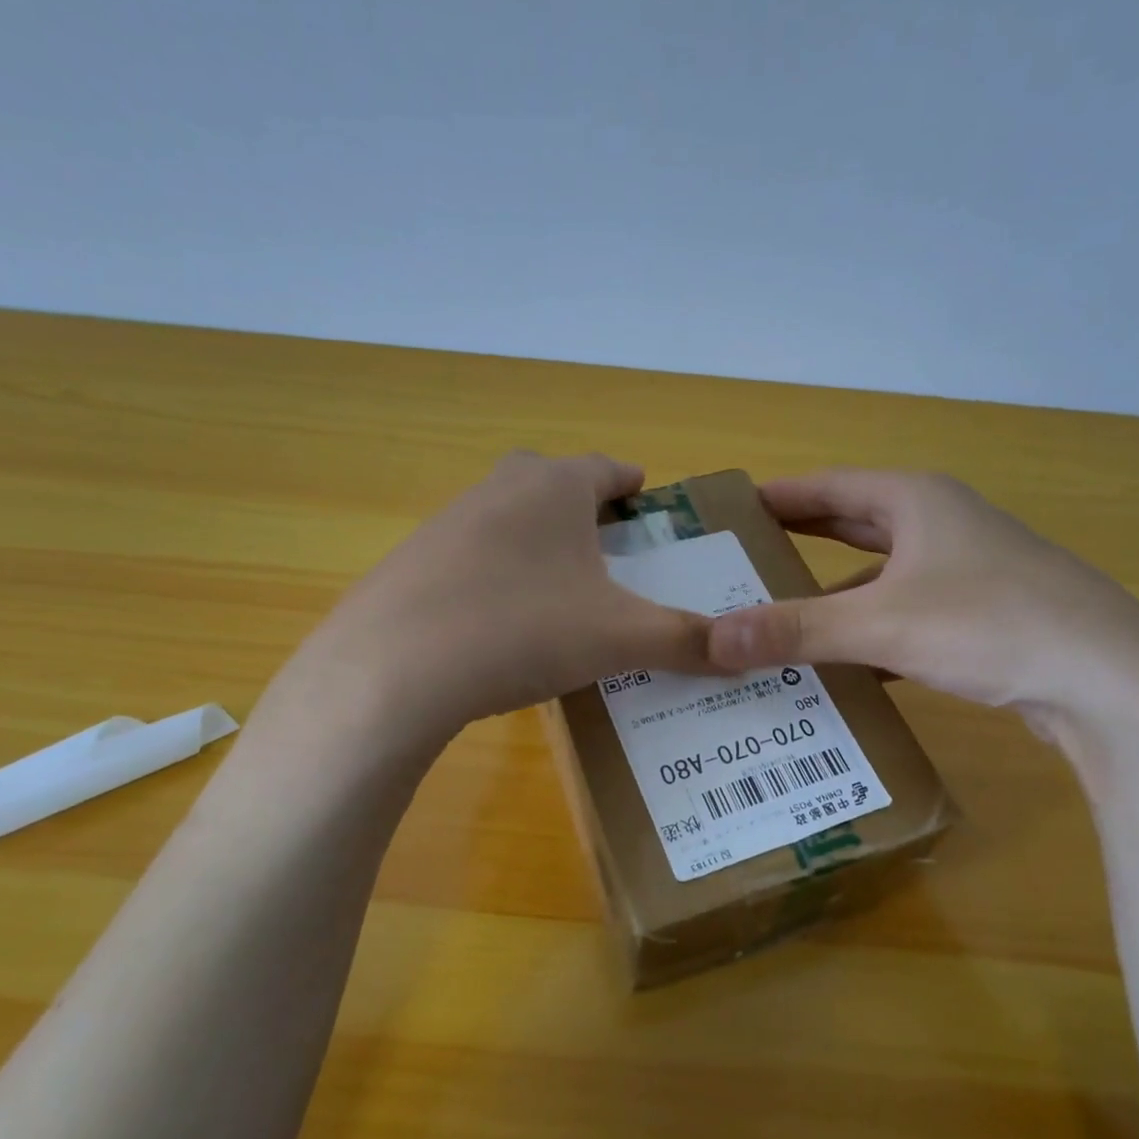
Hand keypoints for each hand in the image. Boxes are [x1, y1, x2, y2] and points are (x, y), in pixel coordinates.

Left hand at [269, 452, 714, 748]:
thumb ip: (686, 641)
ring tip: (564, 593)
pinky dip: (498, 577)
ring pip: (511, 520)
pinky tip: (504, 624)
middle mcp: (500, 488)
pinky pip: (473, 559)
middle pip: (554, 485)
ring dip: (540, 544)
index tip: (650, 505)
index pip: (608, 468)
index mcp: (555, 486)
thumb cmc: (523, 630)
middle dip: (586, 511)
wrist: (394, 670)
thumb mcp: (619, 639)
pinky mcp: (412, 563)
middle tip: (612, 553)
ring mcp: (448, 523)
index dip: (634, 486)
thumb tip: (744, 658)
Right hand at [705, 469, 1138, 735]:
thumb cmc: (990, 625)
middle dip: (798, 543)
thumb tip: (710, 639)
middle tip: (740, 563)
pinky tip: (843, 665)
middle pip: (851, 527)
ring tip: (779, 619)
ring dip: (833, 595)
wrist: (1112, 682)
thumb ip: (796, 630)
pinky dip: (870, 633)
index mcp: (916, 501)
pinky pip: (906, 615)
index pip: (825, 487)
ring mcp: (967, 572)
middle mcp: (941, 525)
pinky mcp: (983, 617)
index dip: (775, 497)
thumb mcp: (881, 624)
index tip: (728, 513)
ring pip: (880, 576)